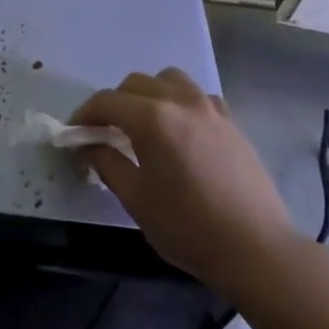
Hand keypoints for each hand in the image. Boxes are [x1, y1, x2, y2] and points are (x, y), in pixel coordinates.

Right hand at [71, 69, 299, 288]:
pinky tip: (178, 132)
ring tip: (142, 125)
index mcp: (152, 118)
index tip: (73, 134)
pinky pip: (197, 96)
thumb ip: (107, 163)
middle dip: (113, 103)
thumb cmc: (187, 226)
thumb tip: (89, 146)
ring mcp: (211, 109)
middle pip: (136, 84)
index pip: (106, 101)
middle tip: (103, 133)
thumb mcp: (135, 198)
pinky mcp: (232, 123)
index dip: (83, 115)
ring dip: (148, 94)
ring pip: (169, 80)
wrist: (255, 248)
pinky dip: (178, 103)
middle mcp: (181, 102)